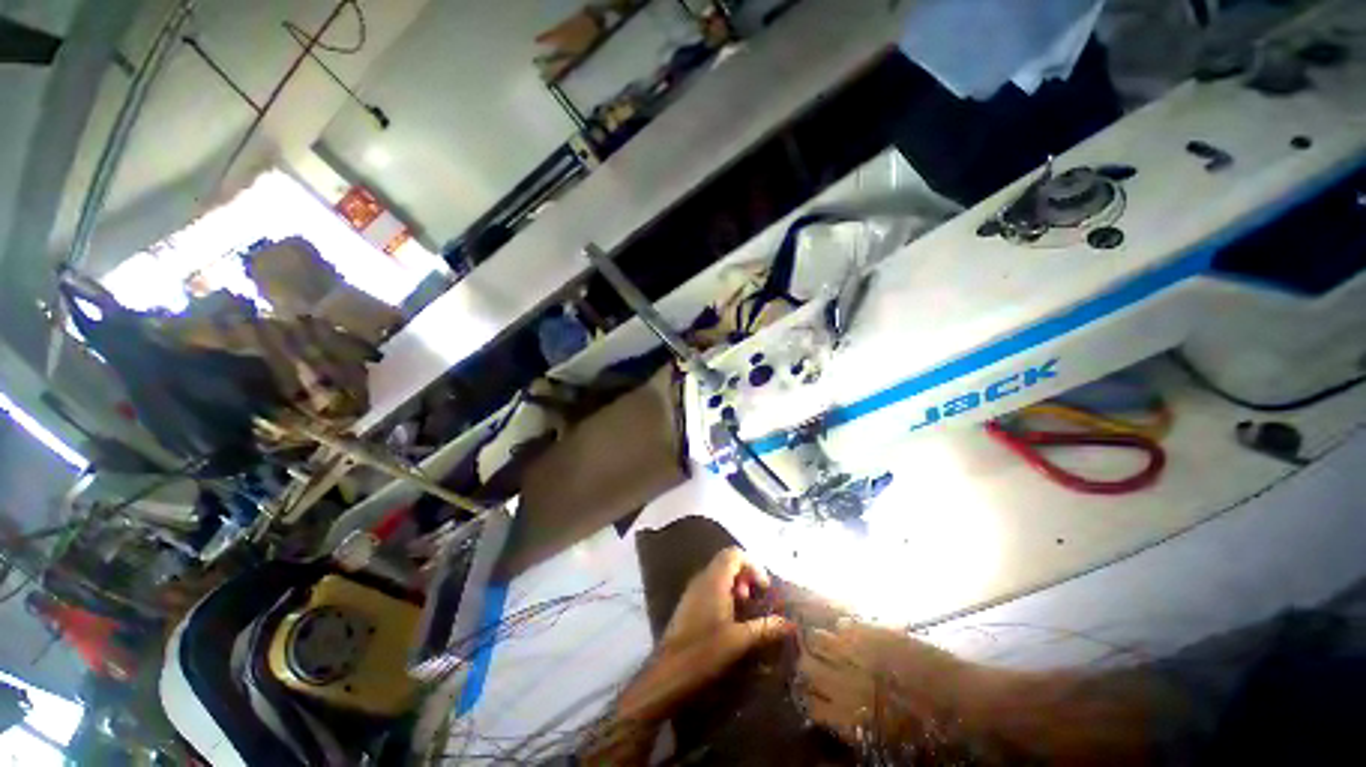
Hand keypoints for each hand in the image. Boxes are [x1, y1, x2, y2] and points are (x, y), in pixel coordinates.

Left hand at [662, 546, 792, 663]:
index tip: (764, 587)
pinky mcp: (688, 602)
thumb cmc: (704, 652)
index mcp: (714, 580)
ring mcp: (693, 589)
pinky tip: (729, 617)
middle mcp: (702, 578)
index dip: (753, 565)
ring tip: (745, 607)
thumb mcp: (739, 640)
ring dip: (735, 583)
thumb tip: (789, 623)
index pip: (734, 554)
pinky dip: (724, 592)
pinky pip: (709, 585)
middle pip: (726, 561)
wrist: (668, 672)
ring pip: (717, 573)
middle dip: (745, 574)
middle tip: (755, 596)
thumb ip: (764, 628)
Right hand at [797, 620, 961, 747]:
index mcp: (851, 718)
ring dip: (820, 642)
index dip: (806, 697)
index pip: (809, 703)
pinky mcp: (880, 635)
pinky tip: (844, 628)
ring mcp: (863, 654)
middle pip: (808, 667)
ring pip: (821, 640)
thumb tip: (828, 722)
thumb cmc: (932, 739)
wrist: (970, 708)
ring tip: (823, 641)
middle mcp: (849, 684)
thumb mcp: (887, 748)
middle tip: (812, 665)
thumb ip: (853, 732)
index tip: (808, 693)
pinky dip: (844, 627)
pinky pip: (849, 625)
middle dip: (807, 666)